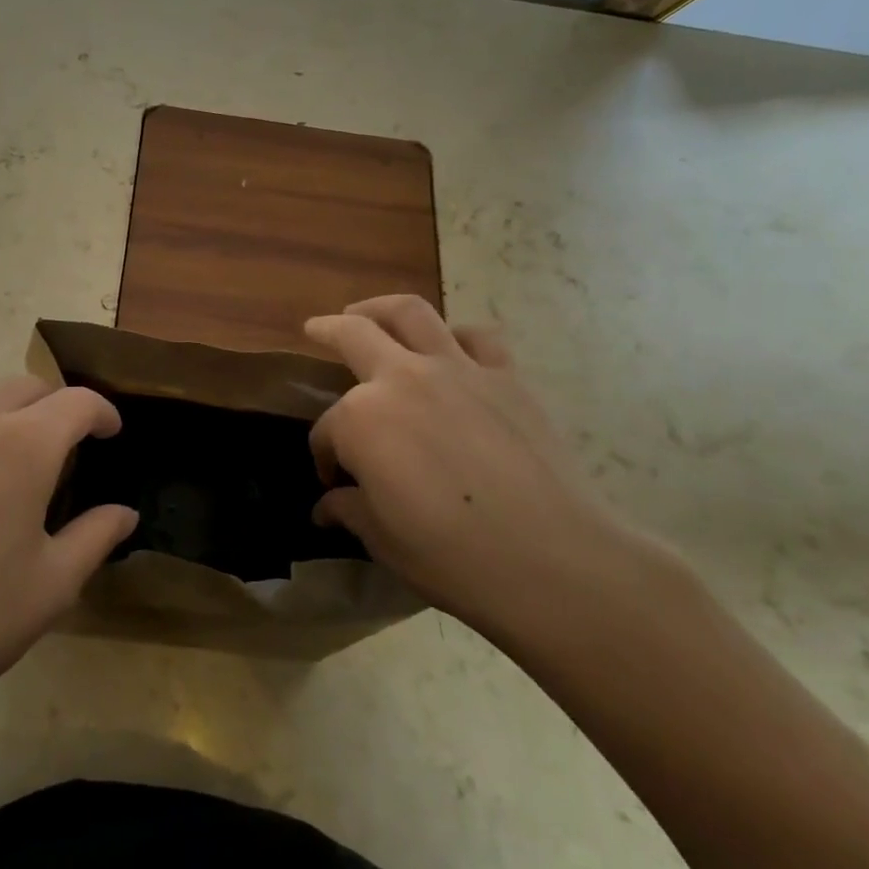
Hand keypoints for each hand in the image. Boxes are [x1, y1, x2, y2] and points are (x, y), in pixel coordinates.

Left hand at [0, 376, 136, 733]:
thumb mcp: (50, 587)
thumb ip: (95, 537)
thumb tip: (125, 513)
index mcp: (23, 445)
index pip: (77, 402)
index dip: (103, 412)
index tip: (112, 432)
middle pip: (27, 387)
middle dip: (56, 407)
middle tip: (66, 449)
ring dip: (8, 423)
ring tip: (7, 476)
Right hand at [306, 295, 642, 648]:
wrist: (553, 560)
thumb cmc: (454, 557)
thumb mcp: (384, 540)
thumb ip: (350, 510)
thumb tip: (327, 507)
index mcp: (362, 420)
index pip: (328, 432)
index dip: (324, 458)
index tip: (331, 483)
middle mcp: (402, 378)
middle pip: (353, 335)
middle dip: (326, 330)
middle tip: (314, 328)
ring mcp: (457, 369)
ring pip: (410, 313)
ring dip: (379, 307)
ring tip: (367, 312)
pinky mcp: (505, 376)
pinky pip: (477, 337)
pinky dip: (457, 336)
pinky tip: (450, 349)